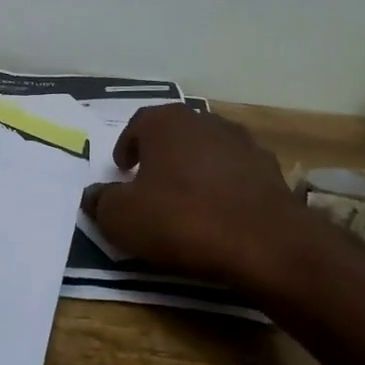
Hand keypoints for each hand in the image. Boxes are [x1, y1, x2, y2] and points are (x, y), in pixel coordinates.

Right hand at [81, 105, 319, 291]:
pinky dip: (223, 187)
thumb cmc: (180, 220)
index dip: (126, 146)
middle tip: (150, 183)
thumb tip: (94, 195)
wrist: (263, 243)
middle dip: (161, 155)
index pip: (138, 124)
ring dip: (194, 169)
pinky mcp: (270, 171)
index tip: (122, 170)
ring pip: (208, 151)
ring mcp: (244, 143)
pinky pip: (236, 174)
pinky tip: (219, 214)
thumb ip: (101, 201)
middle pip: (175, 133)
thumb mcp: (122, 218)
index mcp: (167, 122)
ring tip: (185, 200)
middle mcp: (206, 121)